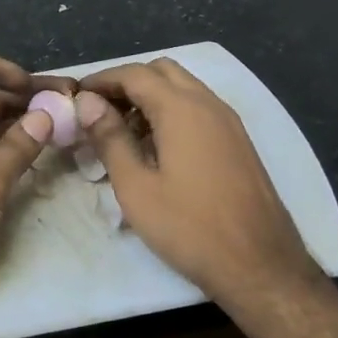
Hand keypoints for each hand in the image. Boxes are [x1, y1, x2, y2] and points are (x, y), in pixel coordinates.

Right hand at [76, 59, 317, 305]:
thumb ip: (110, 138)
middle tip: (101, 111)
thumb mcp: (136, 187)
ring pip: (183, 88)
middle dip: (128, 82)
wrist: (261, 266)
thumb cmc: (190, 227)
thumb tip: (88, 102)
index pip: (134, 74)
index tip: (77, 95)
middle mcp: (209, 104)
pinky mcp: (239, 142)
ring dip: (151, 96)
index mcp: (182, 109)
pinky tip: (157, 148)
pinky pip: (199, 108)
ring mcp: (229, 122)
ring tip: (123, 132)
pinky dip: (173, 112)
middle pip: (162, 71)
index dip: (102, 79)